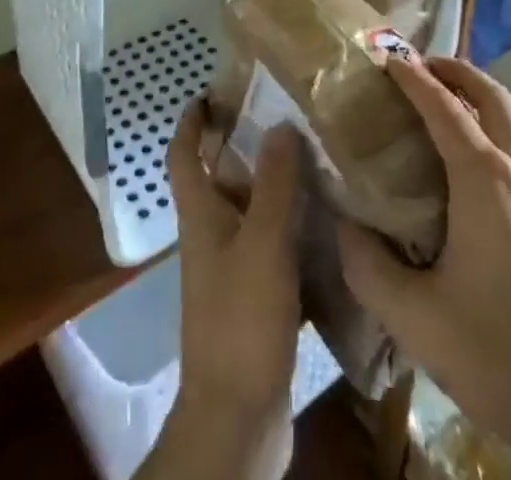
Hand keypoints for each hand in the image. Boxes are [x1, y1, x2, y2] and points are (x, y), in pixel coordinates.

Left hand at [147, 102, 302, 479]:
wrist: (238, 418)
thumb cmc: (241, 321)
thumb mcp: (262, 243)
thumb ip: (274, 184)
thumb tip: (280, 123)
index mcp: (200, 216)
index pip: (183, 155)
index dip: (192, 121)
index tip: (212, 92)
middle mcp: (211, 235)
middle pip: (221, 177)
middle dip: (246, 144)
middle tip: (288, 115)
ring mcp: (232, 269)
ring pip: (251, 210)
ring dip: (275, 185)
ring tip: (316, 157)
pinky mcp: (256, 298)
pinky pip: (273, 246)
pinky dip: (293, 227)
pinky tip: (326, 219)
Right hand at [332, 56, 510, 470]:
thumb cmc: (504, 358)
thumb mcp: (417, 321)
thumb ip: (367, 267)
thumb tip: (342, 223)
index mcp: (484, 179)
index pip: (442, 106)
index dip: (412, 77)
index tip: (387, 58)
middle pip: (489, 93)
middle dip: (453, 71)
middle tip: (421, 69)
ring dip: (488, 96)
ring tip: (461, 107)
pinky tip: (504, 160)